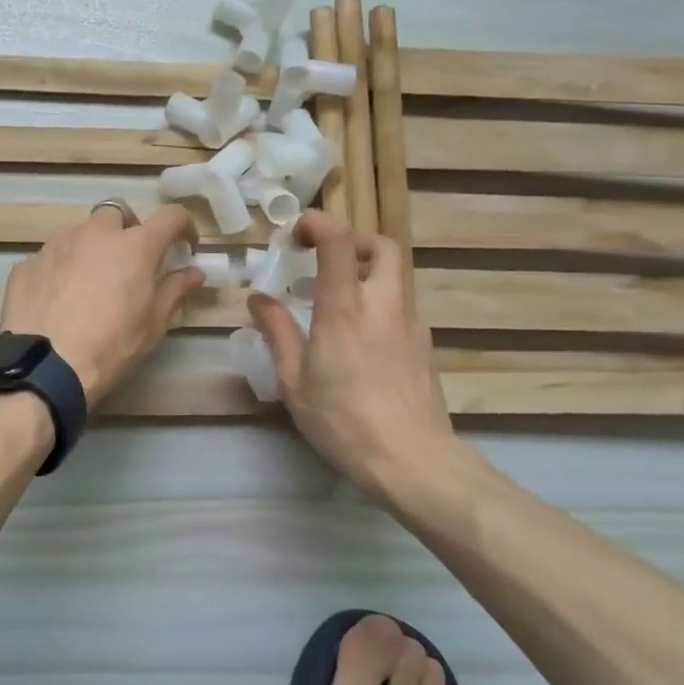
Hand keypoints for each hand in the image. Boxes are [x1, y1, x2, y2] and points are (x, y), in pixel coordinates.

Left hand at [0, 203, 203, 405]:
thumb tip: (194, 272)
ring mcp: (55, 245)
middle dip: (128, 229)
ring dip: (91, 247)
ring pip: (79, 232)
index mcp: (134, 246)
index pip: (170, 217)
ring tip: (90, 281)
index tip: (185, 245)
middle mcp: (94, 234)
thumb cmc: (110, 347)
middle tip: (130, 261)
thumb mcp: (153, 325)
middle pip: (117, 213)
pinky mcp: (27, 264)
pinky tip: (58, 299)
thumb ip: (175, 291)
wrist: (43, 368)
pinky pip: (50, 257)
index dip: (183, 226)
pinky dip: (60, 269)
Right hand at [247, 211, 456, 501]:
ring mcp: (411, 324)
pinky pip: (401, 308)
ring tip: (339, 303)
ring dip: (366, 274)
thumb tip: (258, 298)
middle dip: (353, 240)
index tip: (297, 232)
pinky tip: (363, 341)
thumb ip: (277, 333)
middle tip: (325, 258)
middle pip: (381, 246)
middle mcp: (383, 305)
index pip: (339, 241)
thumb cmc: (343, 422)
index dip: (318, 222)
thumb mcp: (294, 383)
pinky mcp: (425, 346)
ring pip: (394, 277)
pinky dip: (379, 305)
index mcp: (344, 310)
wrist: (413, 461)